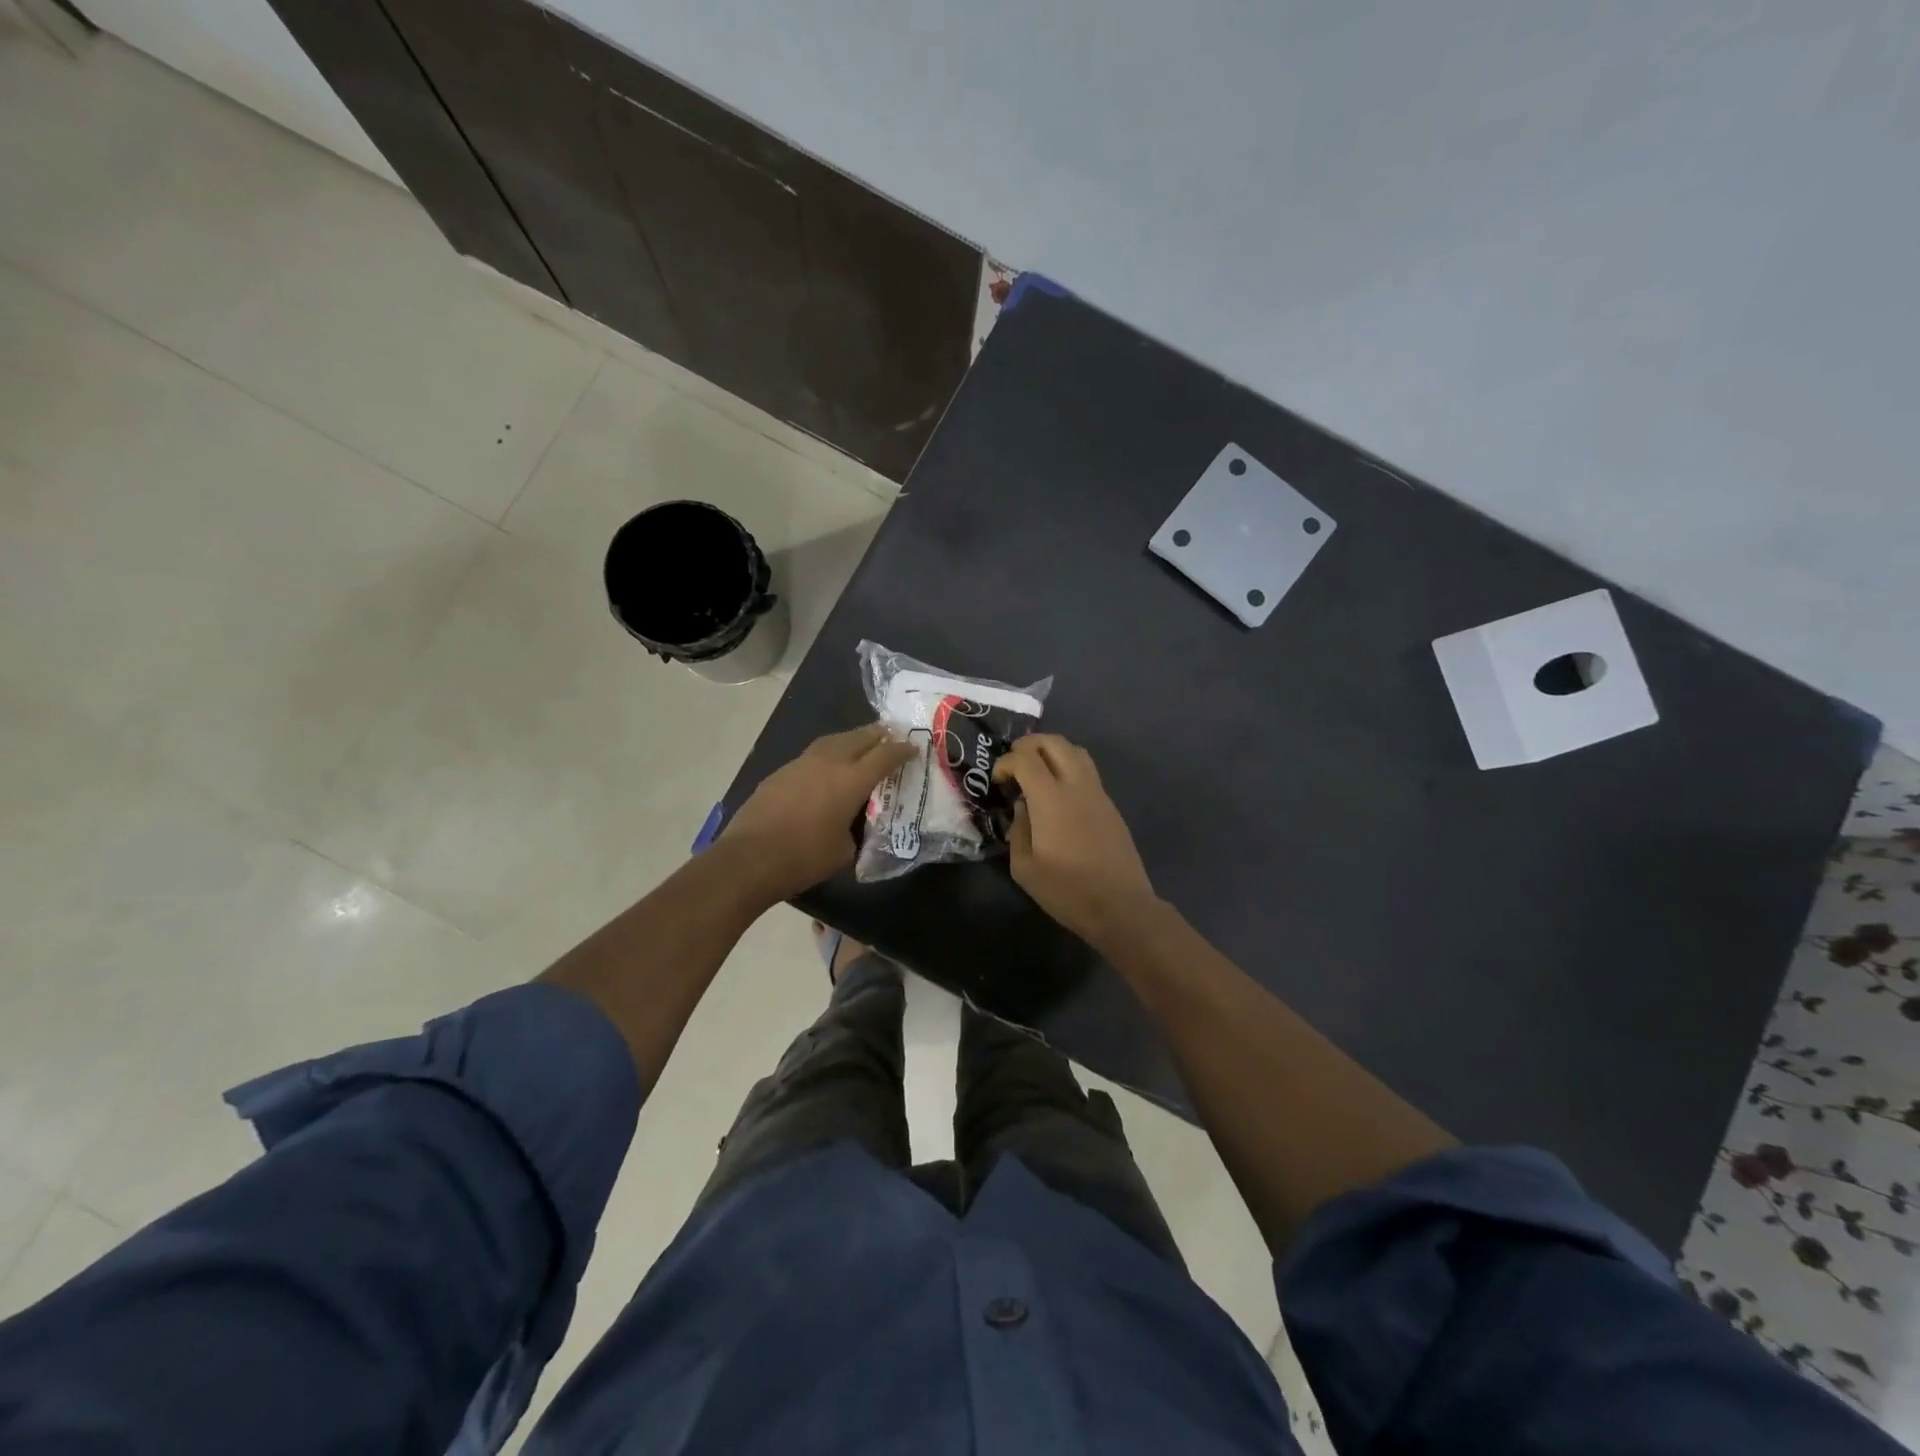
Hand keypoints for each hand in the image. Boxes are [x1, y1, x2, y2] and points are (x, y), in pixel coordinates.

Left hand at [720, 724, 912, 902]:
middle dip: (879, 735)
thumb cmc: (803, 858)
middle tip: (891, 737)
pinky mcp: (781, 772)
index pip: (885, 755)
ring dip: (852, 740)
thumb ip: (856, 831)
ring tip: (862, 745)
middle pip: (860, 737)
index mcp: (851, 780)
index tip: (914, 748)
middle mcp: (828, 762)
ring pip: (834, 741)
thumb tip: (854, 825)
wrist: (749, 859)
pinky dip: (828, 755)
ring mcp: (801, 763)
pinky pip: (813, 755)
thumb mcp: (844, 851)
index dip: (902, 750)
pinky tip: (828, 768)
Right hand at [994, 734, 1157, 947]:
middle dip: (1029, 745)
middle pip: (1054, 742)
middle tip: (1014, 764)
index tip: (997, 781)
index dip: (1005, 762)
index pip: (1025, 758)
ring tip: (1036, 772)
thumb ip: (1018, 829)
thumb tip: (1022, 808)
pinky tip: (1058, 795)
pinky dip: (1068, 768)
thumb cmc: (1067, 890)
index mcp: (1051, 799)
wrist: (1121, 906)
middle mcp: (1076, 785)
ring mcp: (1098, 793)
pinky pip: (1087, 771)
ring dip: (1052, 752)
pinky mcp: (1110, 805)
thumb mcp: (1024, 867)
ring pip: (1076, 751)